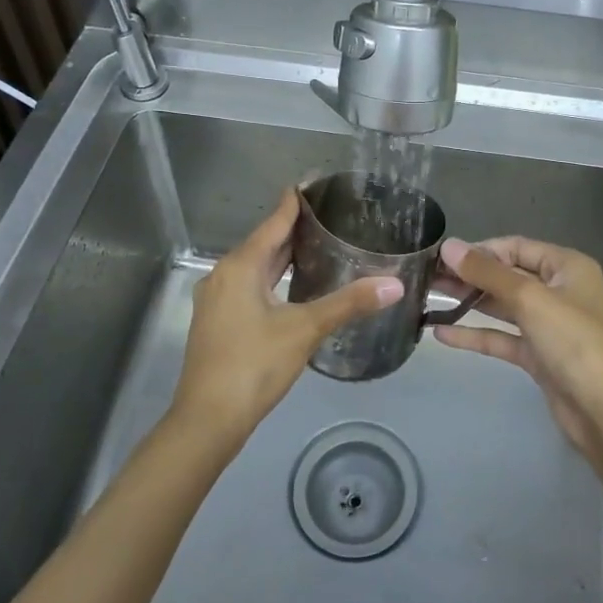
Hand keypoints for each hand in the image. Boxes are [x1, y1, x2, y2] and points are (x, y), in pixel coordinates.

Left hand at [172, 189, 402, 446]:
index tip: (317, 182)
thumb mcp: (305, 330)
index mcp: (241, 266)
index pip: (274, 222)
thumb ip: (349, 303)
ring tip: (320, 245)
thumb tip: (395, 284)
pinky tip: (294, 286)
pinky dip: (273, 277)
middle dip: (294, 228)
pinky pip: (250, 285)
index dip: (295, 201)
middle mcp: (224, 274)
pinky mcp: (219, 321)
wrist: (207, 420)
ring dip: (284, 255)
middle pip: (264, 242)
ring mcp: (218, 299)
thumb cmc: (254, 365)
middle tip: (331, 214)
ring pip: (256, 266)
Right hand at [434, 236, 602, 457]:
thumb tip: (449, 246)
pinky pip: (502, 337)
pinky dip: (475, 334)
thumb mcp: (530, 299)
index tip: (442, 257)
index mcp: (567, 267)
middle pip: (507, 275)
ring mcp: (548, 325)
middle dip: (469, 275)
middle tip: (426, 277)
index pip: (516, 247)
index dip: (480, 250)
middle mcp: (559, 290)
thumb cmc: (574, 342)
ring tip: (427, 297)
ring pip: (502, 306)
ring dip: (468, 302)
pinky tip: (441, 333)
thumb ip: (487, 273)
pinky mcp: (538, 354)